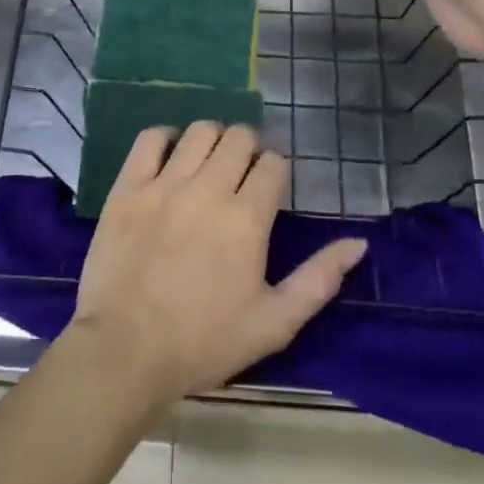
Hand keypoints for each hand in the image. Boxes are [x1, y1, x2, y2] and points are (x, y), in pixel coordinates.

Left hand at [67, 124, 367, 410]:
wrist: (124, 352)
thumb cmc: (204, 342)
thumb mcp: (274, 323)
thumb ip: (319, 279)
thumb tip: (358, 242)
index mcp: (247, 218)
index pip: (274, 164)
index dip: (278, 168)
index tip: (272, 184)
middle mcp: (209, 188)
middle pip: (239, 137)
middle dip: (250, 146)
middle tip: (244, 170)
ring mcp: (165, 184)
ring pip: (199, 131)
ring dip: (213, 139)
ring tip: (210, 161)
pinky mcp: (128, 187)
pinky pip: (150, 139)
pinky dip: (165, 137)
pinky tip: (171, 154)